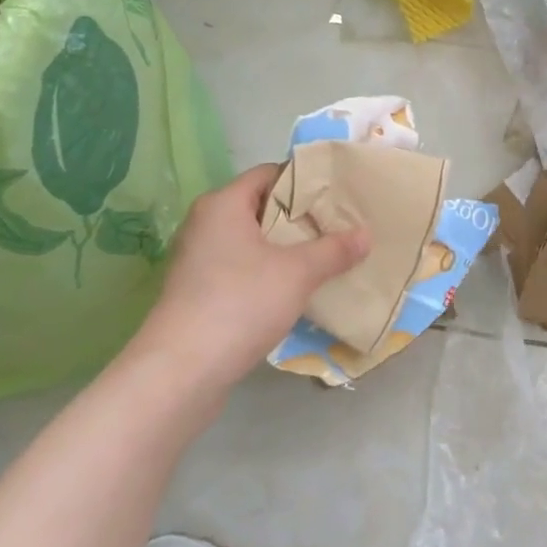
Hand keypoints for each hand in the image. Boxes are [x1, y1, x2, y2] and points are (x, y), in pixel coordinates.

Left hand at [128, 164, 370, 391]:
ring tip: (324, 257)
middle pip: (260, 208)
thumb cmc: (239, 303)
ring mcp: (197, 260)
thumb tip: (366, 234)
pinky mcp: (197, 293)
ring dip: (284, 249)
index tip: (336, 194)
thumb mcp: (297, 273)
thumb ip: (334, 250)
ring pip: (251, 242)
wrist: (180, 372)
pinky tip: (294, 289)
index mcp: (222, 204)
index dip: (303, 180)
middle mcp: (205, 224)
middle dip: (299, 217)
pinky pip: (240, 269)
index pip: (268, 173)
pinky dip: (267, 273)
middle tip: (338, 226)